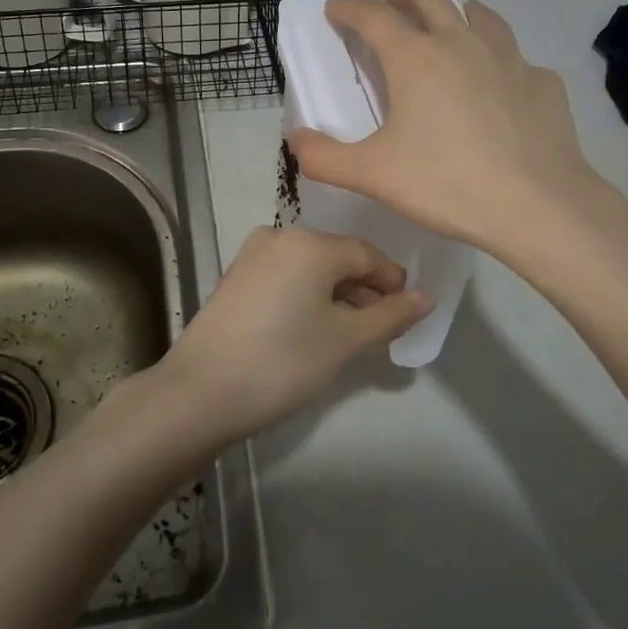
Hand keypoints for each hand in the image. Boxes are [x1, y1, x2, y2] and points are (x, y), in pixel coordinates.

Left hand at [158, 225, 429, 443]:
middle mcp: (279, 236)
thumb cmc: (283, 362)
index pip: (367, 254)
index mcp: (309, 243)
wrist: (200, 392)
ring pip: (310, 268)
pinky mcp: (235, 277)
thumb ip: (390, 315)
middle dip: (364, 290)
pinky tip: (313, 327)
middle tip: (381, 329)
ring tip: (350, 333)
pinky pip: (286, 277)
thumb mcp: (345, 341)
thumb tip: (426, 298)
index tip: (407, 314)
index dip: (392, 282)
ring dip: (336, 295)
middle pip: (337, 257)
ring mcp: (252, 255)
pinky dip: (307, 296)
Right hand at [289, 0, 616, 257]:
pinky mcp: (542, 83)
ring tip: (453, 13)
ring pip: (480, 17)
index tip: (336, 8)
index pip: (374, 18)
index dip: (350, 9)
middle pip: (428, 0)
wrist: (537, 205)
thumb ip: (324, 157)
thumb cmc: (446, 183)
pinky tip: (502, 77)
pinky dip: (500, 57)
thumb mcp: (371, 175)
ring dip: (457, 9)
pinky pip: (516, 59)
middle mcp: (461, 44)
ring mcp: (509, 59)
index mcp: (415, 59)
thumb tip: (295, 140)